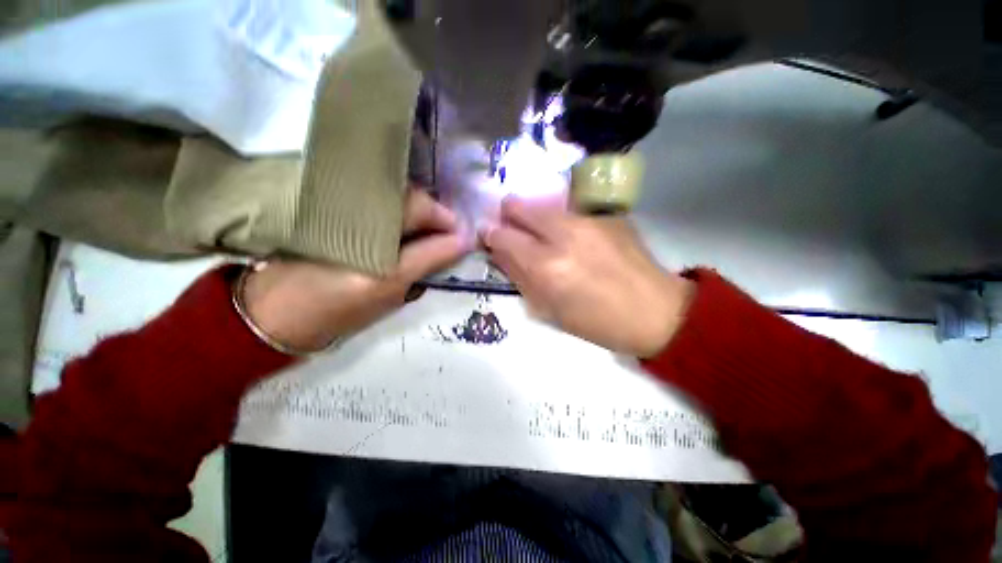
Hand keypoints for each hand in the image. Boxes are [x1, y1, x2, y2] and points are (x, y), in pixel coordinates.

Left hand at [242, 189, 470, 351]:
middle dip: (433, 215)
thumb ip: (430, 259)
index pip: (420, 206)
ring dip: (417, 214)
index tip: (461, 235)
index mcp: (369, 228)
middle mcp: (354, 204)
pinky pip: (377, 203)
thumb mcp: (391, 288)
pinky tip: (402, 232)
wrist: (277, 313)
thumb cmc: (337, 309)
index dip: (446, 218)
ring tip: (427, 236)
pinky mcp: (331, 208)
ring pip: (394, 197)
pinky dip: (397, 215)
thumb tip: (463, 241)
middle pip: (408, 194)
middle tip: (445, 236)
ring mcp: (341, 203)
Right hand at [482, 197, 693, 357]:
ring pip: (544, 205)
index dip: (490, 235)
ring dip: (535, 218)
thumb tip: (499, 254)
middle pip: (519, 206)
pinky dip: (560, 222)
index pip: (502, 236)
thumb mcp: (549, 310)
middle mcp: (564, 234)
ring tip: (544, 236)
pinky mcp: (607, 214)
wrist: (656, 311)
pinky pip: (569, 212)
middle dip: (508, 216)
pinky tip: (573, 238)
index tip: (490, 238)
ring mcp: (587, 219)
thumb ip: (520, 277)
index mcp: (547, 267)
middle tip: (513, 231)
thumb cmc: (597, 322)